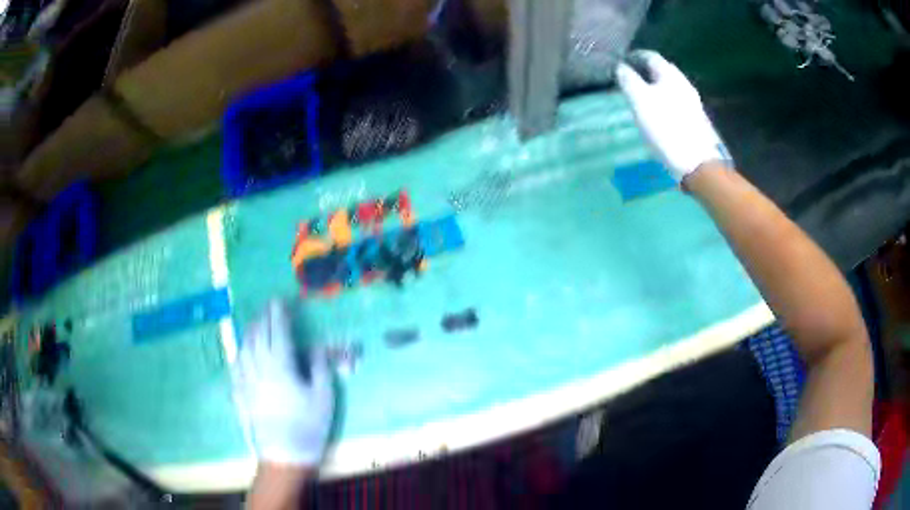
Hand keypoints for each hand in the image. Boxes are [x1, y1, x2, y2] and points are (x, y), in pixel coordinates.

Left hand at [235, 299, 333, 465]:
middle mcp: (258, 365)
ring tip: (255, 326)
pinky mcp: (240, 393)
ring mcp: (246, 379)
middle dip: (263, 318)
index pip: (277, 330)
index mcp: (280, 363)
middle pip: (257, 334)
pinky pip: (236, 365)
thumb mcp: (323, 395)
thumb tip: (316, 346)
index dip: (278, 313)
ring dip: (250, 332)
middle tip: (268, 309)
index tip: (279, 300)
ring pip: (244, 347)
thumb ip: (318, 366)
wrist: (284, 454)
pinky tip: (241, 353)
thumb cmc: (308, 425)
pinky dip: (240, 353)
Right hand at [616, 50, 727, 181]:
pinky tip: (658, 113)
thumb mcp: (639, 100)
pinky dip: (664, 101)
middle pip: (662, 70)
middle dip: (646, 71)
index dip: (635, 56)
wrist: (696, 162)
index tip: (622, 62)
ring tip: (642, 96)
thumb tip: (620, 66)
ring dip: (655, 87)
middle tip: (631, 78)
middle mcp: (683, 84)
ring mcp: (692, 102)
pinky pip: (676, 102)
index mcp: (670, 75)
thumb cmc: (665, 127)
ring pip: (670, 87)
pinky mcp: (696, 120)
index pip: (650, 56)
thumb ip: (628, 80)